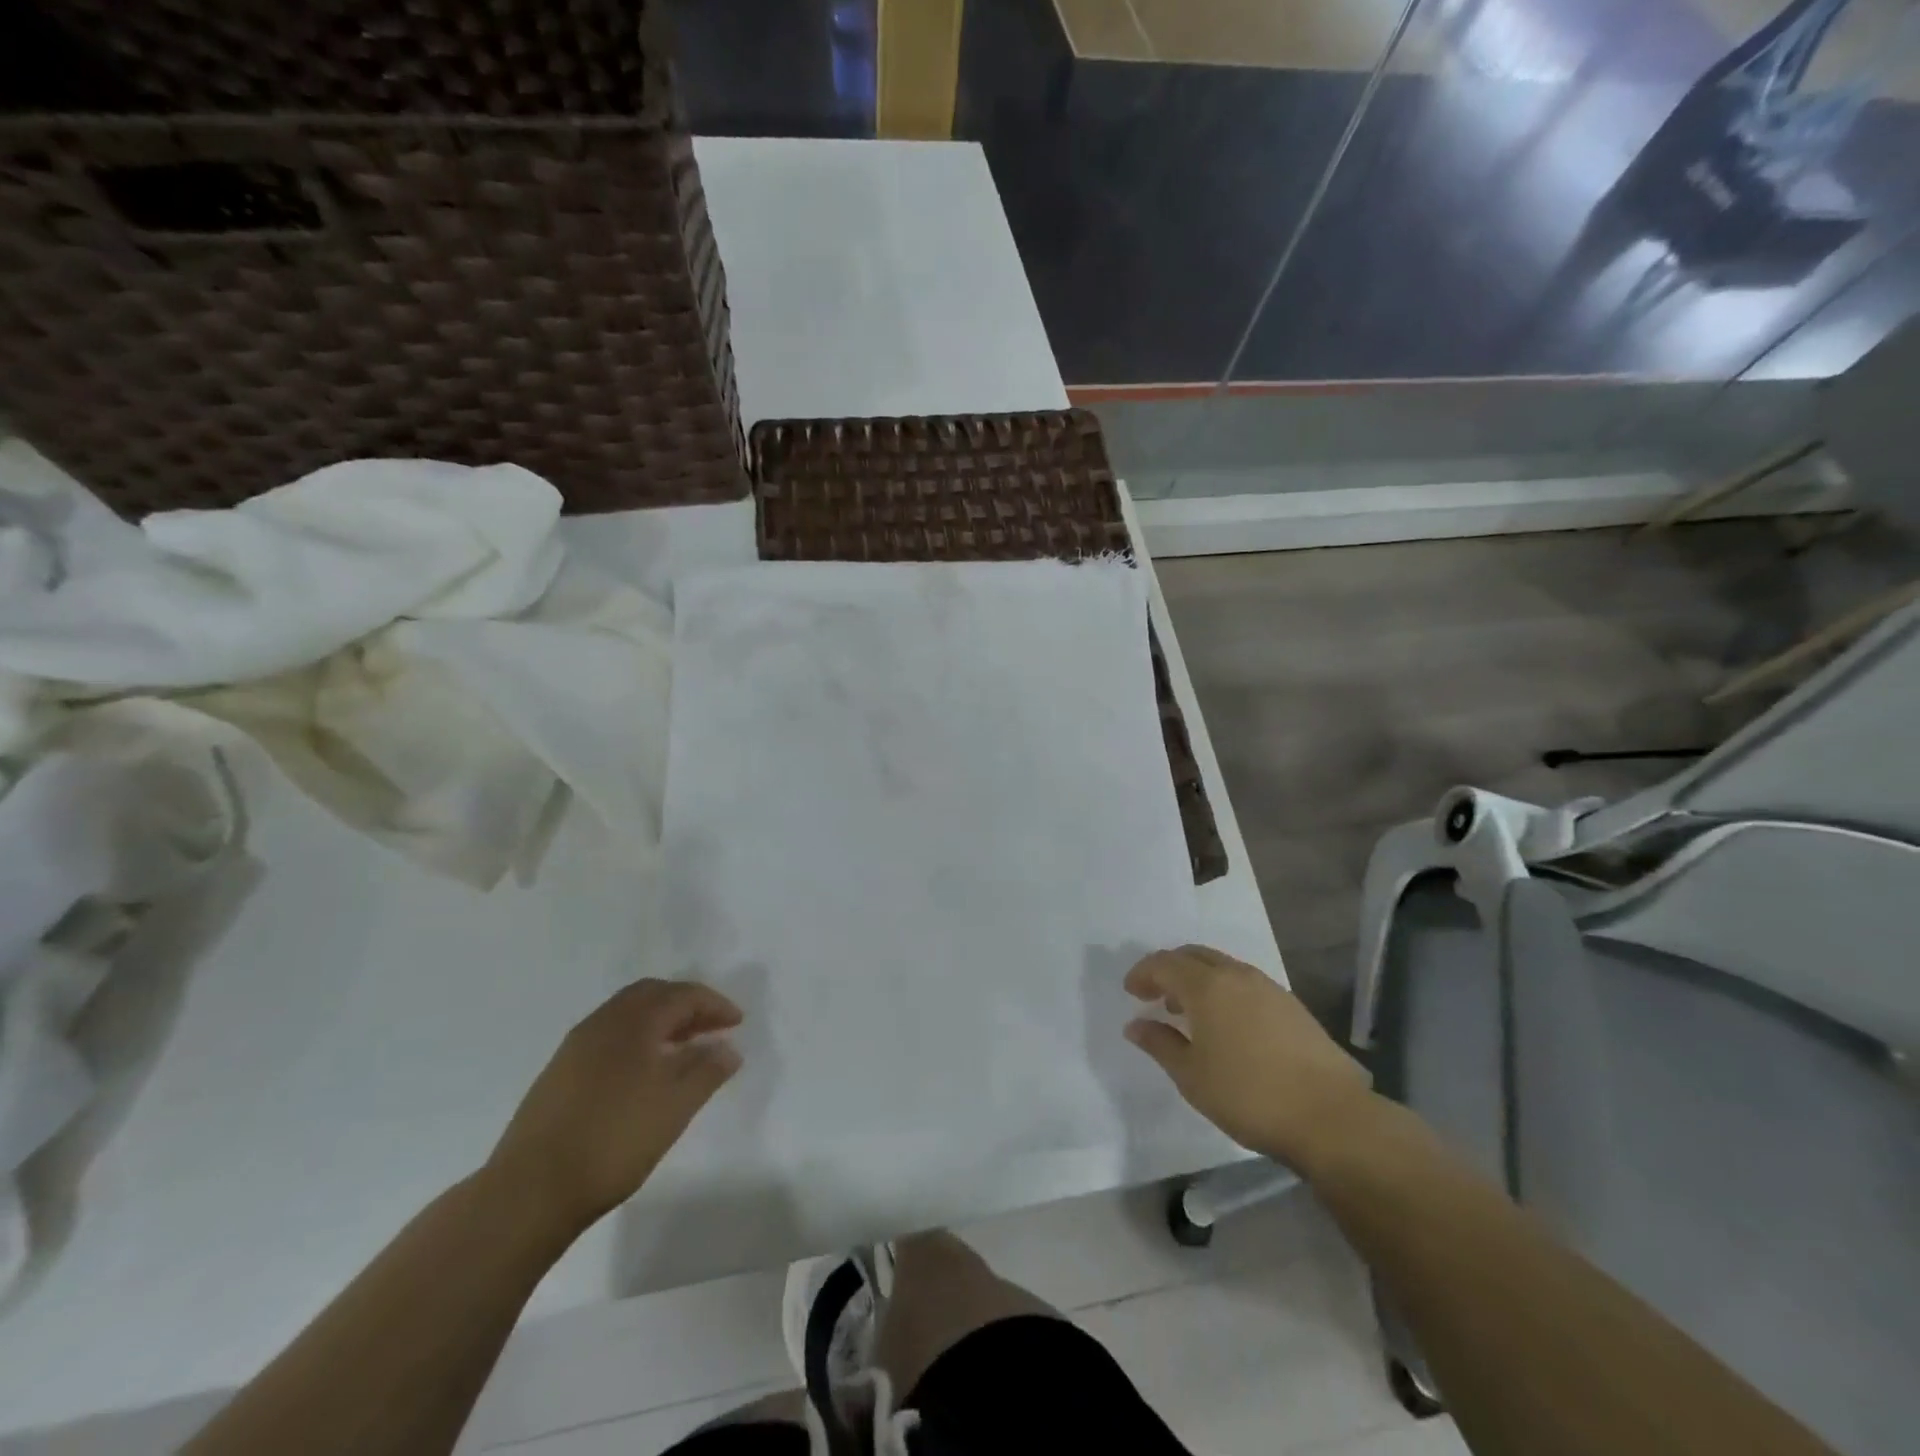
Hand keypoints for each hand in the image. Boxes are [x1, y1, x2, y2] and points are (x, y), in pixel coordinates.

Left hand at [488, 979, 742, 1235]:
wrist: (530, 1190)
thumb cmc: (614, 1140)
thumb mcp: (675, 1106)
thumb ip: (707, 1071)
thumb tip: (728, 1047)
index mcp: (633, 1021)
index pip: (682, 995)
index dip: (714, 1004)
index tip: (737, 1023)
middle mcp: (603, 1022)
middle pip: (652, 995)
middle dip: (686, 1005)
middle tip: (712, 1027)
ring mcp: (576, 1046)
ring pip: (627, 1015)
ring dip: (661, 1022)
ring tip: (684, 1049)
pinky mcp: (559, 1072)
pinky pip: (610, 1036)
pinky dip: (637, 1039)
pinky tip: (645, 1071)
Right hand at [1125, 944, 1374, 1168]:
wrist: (1330, 1116)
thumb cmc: (1249, 1095)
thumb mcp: (1191, 1076)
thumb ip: (1160, 1044)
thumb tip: (1135, 1025)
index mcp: (1206, 986)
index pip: (1164, 964)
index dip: (1143, 973)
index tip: (1131, 992)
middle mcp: (1236, 975)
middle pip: (1193, 955)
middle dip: (1169, 969)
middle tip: (1155, 995)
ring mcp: (1268, 987)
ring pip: (1222, 966)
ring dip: (1198, 979)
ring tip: (1188, 1012)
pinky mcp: (1291, 1004)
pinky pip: (1244, 982)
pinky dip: (1224, 990)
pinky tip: (1226, 1024)